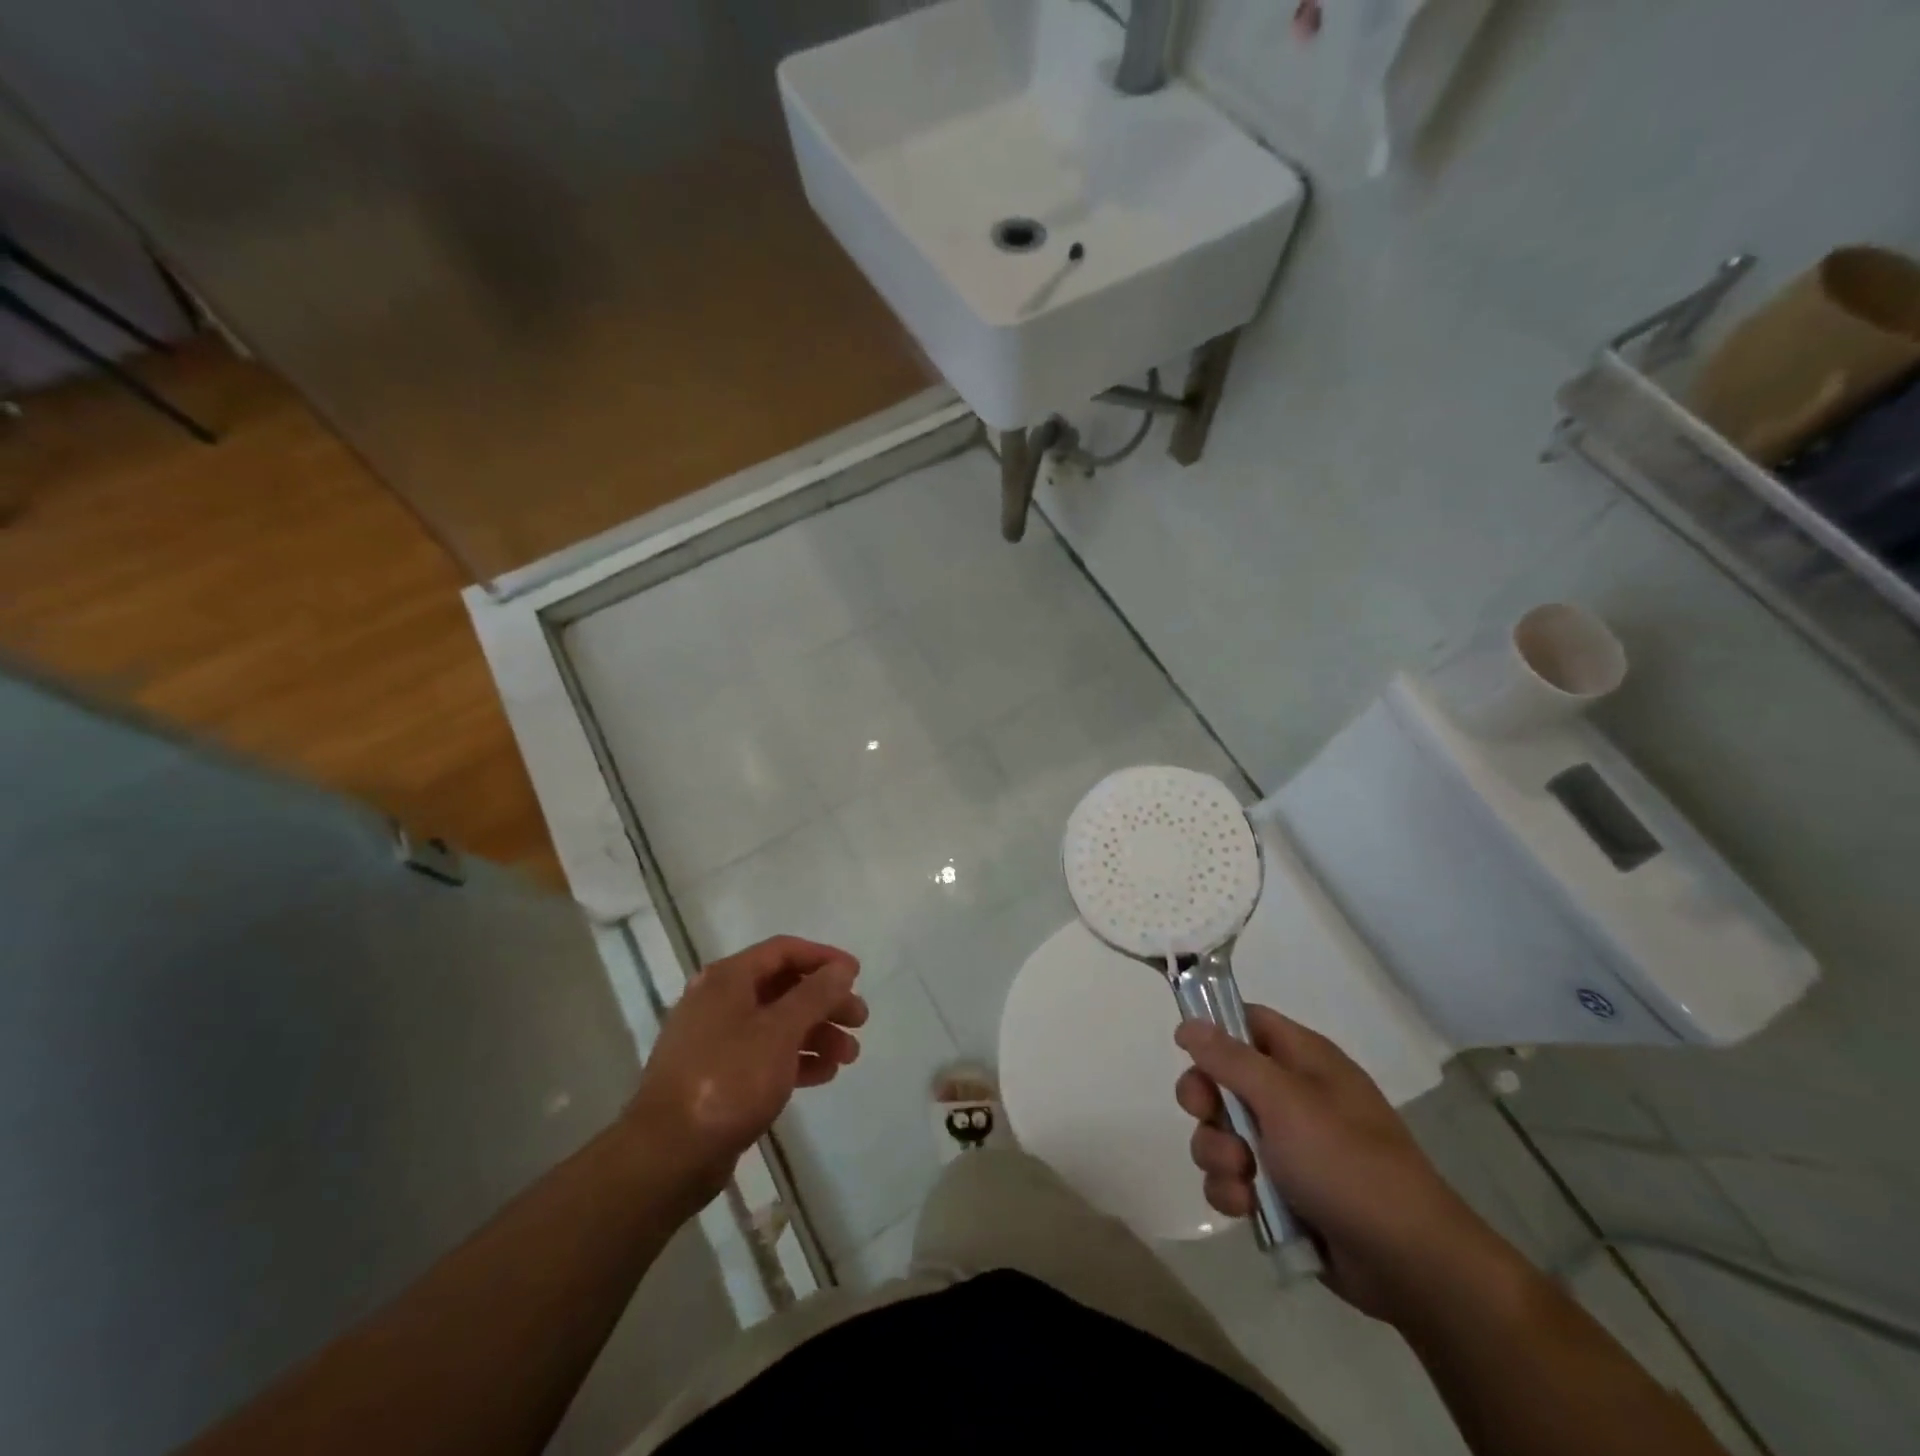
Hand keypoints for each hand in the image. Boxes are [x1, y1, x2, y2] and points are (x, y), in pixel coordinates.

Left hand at [631, 936, 865, 1206]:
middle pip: (783, 988)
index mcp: (728, 979)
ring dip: (816, 1033)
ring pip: (777, 1024)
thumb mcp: (780, 1031)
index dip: (824, 958)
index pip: (784, 950)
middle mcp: (719, 1001)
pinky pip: (765, 1055)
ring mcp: (716, 1040)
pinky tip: (824, 1074)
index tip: (857, 975)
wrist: (667, 1155)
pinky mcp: (717, 1076)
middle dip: (825, 1002)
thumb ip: (815, 995)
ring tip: (848, 1056)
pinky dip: (795, 1059)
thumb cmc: (728, 1079)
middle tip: (859, 1021)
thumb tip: (842, 968)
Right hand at [1175, 1007, 1502, 1323]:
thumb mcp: (1285, 1100)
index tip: (1185, 1050)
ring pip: (1221, 1133)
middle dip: (1205, 1103)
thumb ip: (1231, 1059)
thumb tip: (1189, 1023)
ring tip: (1241, 1177)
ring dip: (1218, 1154)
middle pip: (1222, 1079)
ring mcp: (1287, 1146)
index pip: (1247, 1022)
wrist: (1409, 1264)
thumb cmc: (1348, 1162)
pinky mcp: (1281, 1192)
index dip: (1213, 1030)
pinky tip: (1246, 1207)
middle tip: (1207, 1117)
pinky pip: (1233, 1178)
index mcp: (1303, 1060)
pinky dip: (1232, 1191)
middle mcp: (1292, 1096)